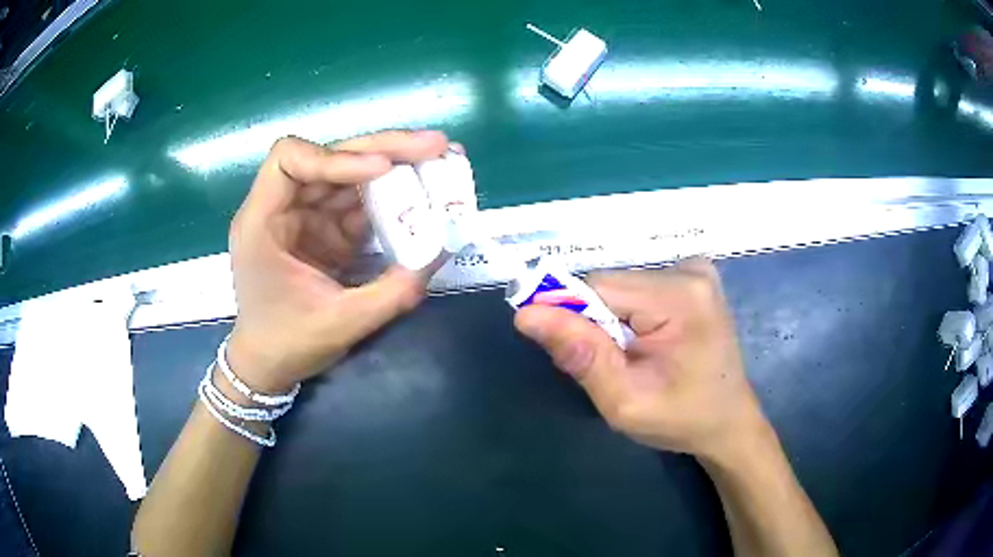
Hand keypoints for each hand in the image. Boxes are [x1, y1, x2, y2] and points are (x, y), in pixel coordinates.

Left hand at [226, 130, 450, 392]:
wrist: (269, 365)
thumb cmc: (286, 343)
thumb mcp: (338, 324)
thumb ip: (391, 293)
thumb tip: (440, 253)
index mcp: (263, 222)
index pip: (289, 160)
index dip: (336, 157)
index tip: (382, 169)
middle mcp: (282, 208)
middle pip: (331, 157)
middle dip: (383, 149)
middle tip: (435, 145)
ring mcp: (305, 217)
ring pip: (350, 176)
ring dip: (394, 168)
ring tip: (439, 161)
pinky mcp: (325, 230)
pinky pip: (359, 204)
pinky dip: (391, 198)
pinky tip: (423, 193)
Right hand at [514, 258, 770, 461]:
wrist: (728, 421)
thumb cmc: (681, 419)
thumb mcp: (625, 401)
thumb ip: (581, 356)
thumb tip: (527, 314)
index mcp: (680, 297)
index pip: (598, 287)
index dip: (573, 318)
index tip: (572, 354)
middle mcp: (690, 270)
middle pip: (610, 284)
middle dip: (596, 324)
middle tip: (612, 366)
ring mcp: (696, 270)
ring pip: (621, 286)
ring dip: (613, 321)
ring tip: (633, 358)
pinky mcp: (695, 277)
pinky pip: (639, 288)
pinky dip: (630, 315)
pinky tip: (648, 342)